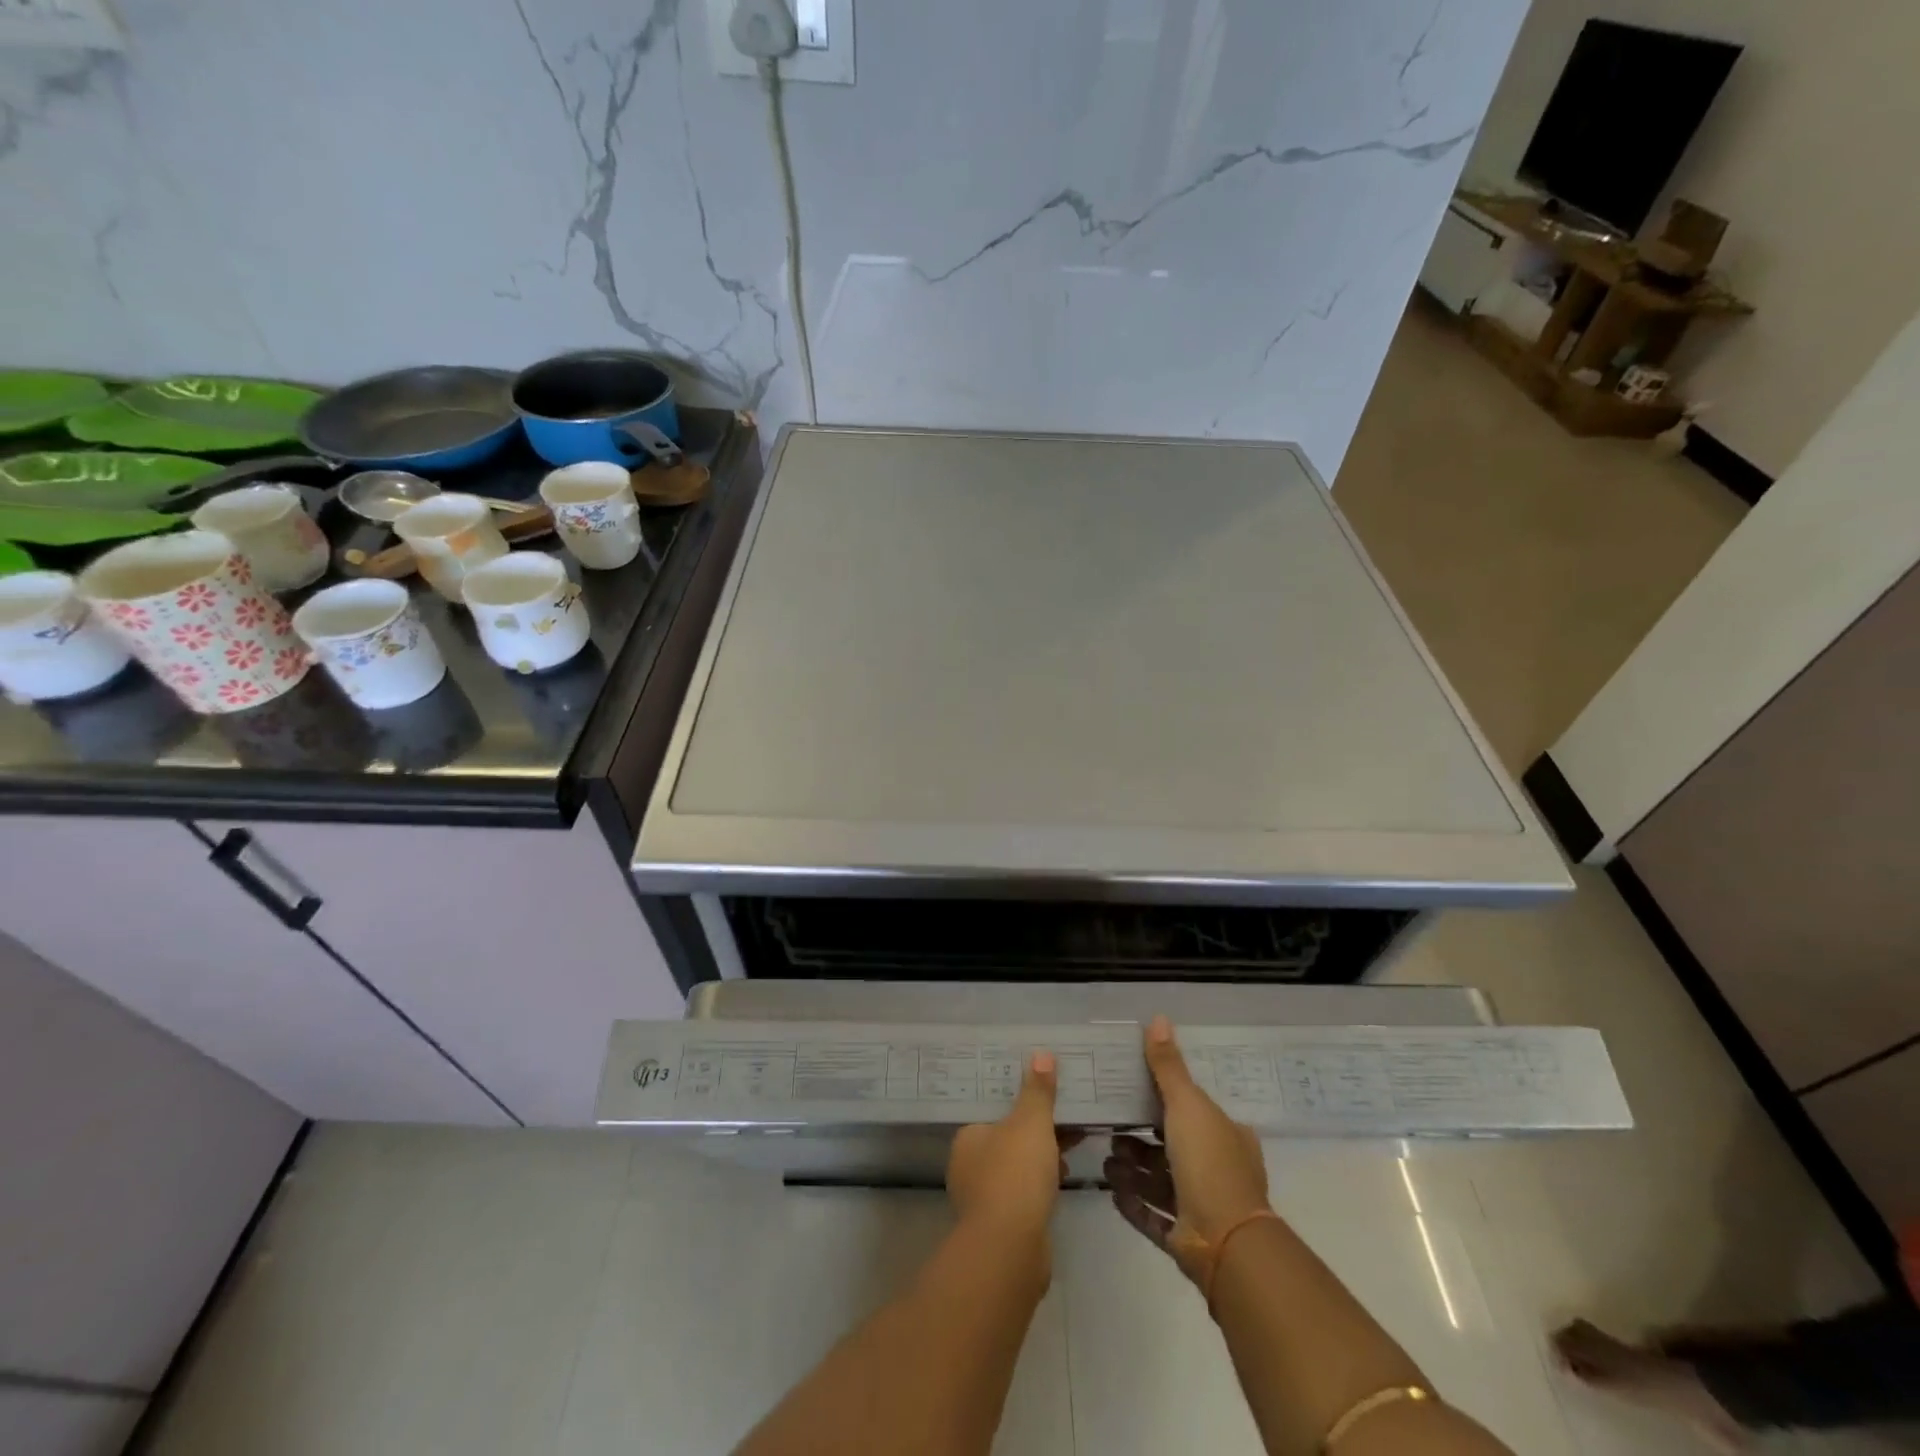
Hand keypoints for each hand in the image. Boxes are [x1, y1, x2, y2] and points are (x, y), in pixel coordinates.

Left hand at [948, 1051, 1075, 1246]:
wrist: (1011, 1250)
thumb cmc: (1015, 1174)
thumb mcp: (1031, 1123)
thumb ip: (1037, 1091)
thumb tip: (1041, 1054)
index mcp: (968, 1137)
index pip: (993, 1111)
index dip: (1019, 1102)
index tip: (1043, 1096)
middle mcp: (968, 1166)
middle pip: (1007, 1138)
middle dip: (1036, 1130)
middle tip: (1066, 1117)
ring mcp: (983, 1199)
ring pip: (1017, 1167)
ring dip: (1042, 1157)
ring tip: (1073, 1144)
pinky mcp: (1002, 1226)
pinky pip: (1025, 1193)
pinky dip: (1042, 1183)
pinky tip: (1063, 1178)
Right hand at [1104, 1016, 1270, 1283]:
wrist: (1225, 1243)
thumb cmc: (1209, 1163)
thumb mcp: (1188, 1105)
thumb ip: (1168, 1066)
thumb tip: (1158, 1018)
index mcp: (1227, 1136)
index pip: (1194, 1111)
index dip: (1165, 1102)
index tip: (1133, 1095)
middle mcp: (1218, 1169)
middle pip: (1172, 1147)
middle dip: (1140, 1140)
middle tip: (1110, 1129)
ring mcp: (1202, 1207)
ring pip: (1160, 1182)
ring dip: (1132, 1170)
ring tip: (1106, 1161)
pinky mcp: (1184, 1237)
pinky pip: (1152, 1215)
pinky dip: (1132, 1202)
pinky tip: (1111, 1190)